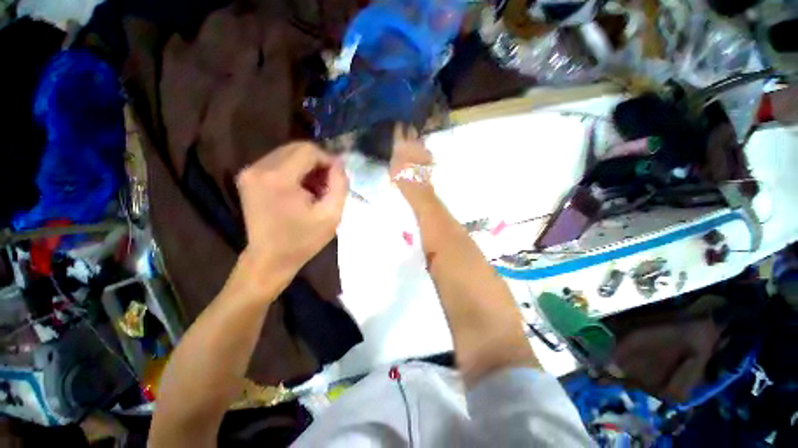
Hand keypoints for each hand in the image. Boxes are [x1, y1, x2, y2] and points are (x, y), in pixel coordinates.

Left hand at [236, 142, 347, 292]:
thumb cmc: (303, 240)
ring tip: (315, 189)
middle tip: (327, 184)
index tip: (336, 178)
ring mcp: (249, 172)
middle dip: (317, 163)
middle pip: (296, 148)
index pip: (308, 150)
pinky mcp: (247, 177)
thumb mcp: (332, 215)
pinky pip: (277, 162)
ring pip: (288, 153)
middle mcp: (258, 169)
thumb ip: (340, 184)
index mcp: (278, 178)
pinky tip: (301, 189)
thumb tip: (339, 163)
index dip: (328, 160)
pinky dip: (294, 171)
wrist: (270, 259)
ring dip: (306, 167)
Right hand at [390, 123, 433, 196]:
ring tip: (416, 142)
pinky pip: (426, 150)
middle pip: (412, 130)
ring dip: (418, 140)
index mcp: (399, 145)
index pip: (398, 131)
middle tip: (409, 127)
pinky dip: (424, 151)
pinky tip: (422, 155)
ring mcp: (422, 148)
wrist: (415, 183)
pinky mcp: (429, 155)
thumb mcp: (392, 166)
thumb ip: (395, 157)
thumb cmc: (399, 177)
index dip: (398, 126)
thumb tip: (396, 154)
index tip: (399, 122)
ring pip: (420, 139)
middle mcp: (411, 143)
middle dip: (410, 128)